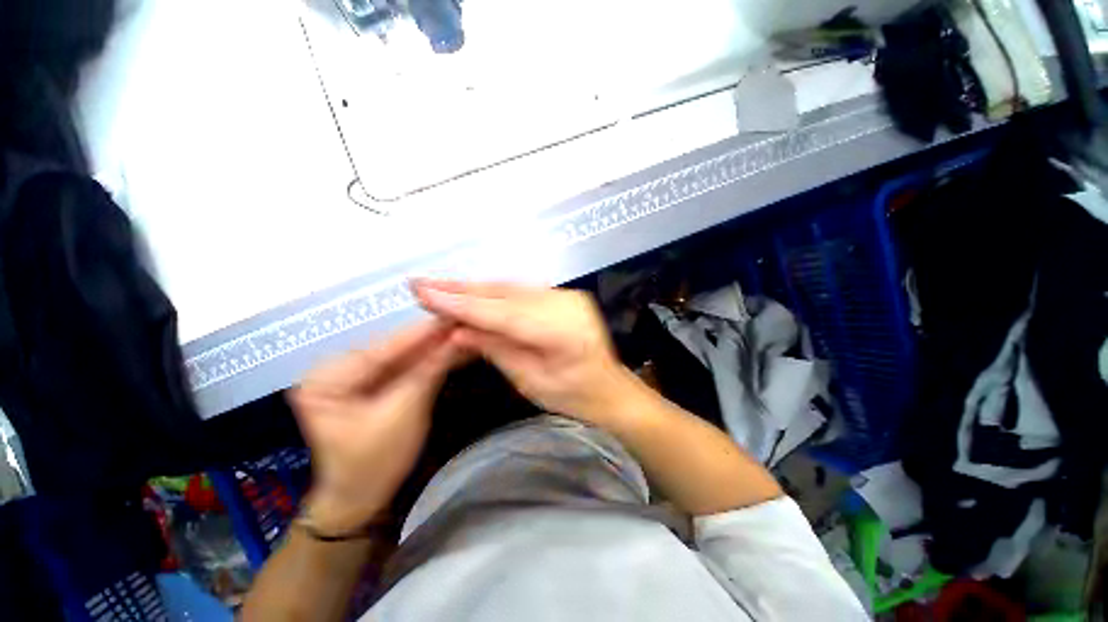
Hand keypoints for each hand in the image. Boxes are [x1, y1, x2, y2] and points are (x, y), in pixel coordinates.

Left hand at [290, 319, 459, 535]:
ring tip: (464, 331)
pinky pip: (405, 367)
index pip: (384, 347)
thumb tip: (457, 336)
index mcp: (328, 377)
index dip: (423, 332)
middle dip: (432, 338)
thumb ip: (430, 370)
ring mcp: (355, 375)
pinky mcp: (373, 383)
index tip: (454, 314)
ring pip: (403, 356)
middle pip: (395, 348)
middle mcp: (337, 368)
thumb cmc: (375, 462)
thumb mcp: (405, 412)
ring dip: (435, 347)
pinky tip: (453, 349)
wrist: (362, 498)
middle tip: (465, 321)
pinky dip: (430, 360)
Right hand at [413, 280, 638, 426]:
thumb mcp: (530, 381)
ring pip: (512, 289)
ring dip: (474, 289)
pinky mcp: (564, 295)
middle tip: (422, 284)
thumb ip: (496, 349)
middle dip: (461, 290)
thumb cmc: (574, 397)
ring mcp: (567, 296)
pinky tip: (471, 292)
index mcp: (562, 332)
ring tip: (438, 287)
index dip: (461, 304)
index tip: (423, 293)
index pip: (503, 314)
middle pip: (505, 294)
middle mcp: (566, 304)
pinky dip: (494, 293)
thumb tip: (457, 330)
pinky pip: (522, 292)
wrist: (610, 388)